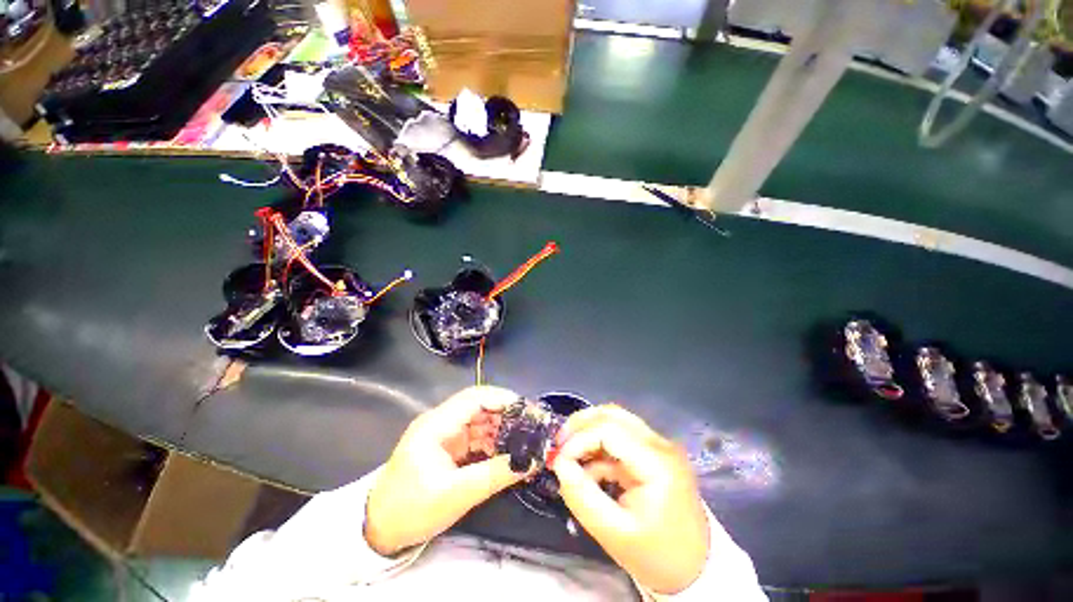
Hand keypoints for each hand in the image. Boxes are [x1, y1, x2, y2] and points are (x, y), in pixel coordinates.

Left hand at [365, 386, 527, 554]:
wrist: (378, 531)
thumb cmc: (411, 510)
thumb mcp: (456, 495)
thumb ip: (495, 475)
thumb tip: (531, 461)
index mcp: (436, 425)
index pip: (474, 398)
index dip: (502, 399)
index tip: (527, 410)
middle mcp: (441, 421)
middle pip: (479, 406)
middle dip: (506, 413)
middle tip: (532, 425)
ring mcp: (445, 434)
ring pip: (480, 420)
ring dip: (502, 428)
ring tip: (525, 439)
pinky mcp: (449, 447)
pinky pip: (477, 436)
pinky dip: (493, 441)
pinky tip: (508, 451)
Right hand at [551, 406, 709, 594]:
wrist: (695, 569)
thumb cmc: (657, 556)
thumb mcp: (614, 533)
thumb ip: (582, 497)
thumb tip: (559, 464)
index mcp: (657, 463)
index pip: (609, 430)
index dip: (578, 439)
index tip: (558, 461)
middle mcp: (660, 444)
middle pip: (612, 415)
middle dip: (580, 426)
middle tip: (558, 446)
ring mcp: (659, 446)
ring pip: (615, 420)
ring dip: (588, 431)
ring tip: (569, 453)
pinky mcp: (653, 452)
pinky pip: (620, 436)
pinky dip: (599, 445)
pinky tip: (588, 467)